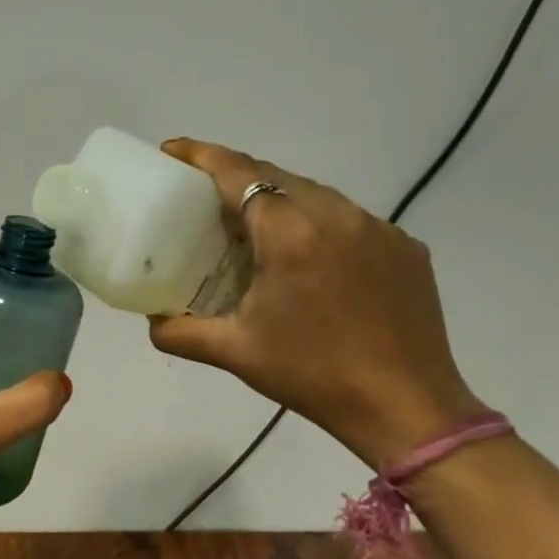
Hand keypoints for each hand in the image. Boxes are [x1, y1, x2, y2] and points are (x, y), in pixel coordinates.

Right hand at [148, 139, 483, 468]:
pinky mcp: (404, 247)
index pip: (238, 174)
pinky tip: (305, 255)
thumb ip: (180, 332)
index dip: (202, 155)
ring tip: (250, 224)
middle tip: (201, 194)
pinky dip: (316, 222)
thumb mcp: (234, 352)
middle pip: (276, 175)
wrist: (406, 407)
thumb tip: (152, 321)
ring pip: (315, 193)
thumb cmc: (310, 374)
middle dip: (234, 174)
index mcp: (290, 234)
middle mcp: (336, 216)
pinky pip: (348, 218)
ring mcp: (377, 228)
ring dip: (277, 197)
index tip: (173, 150)